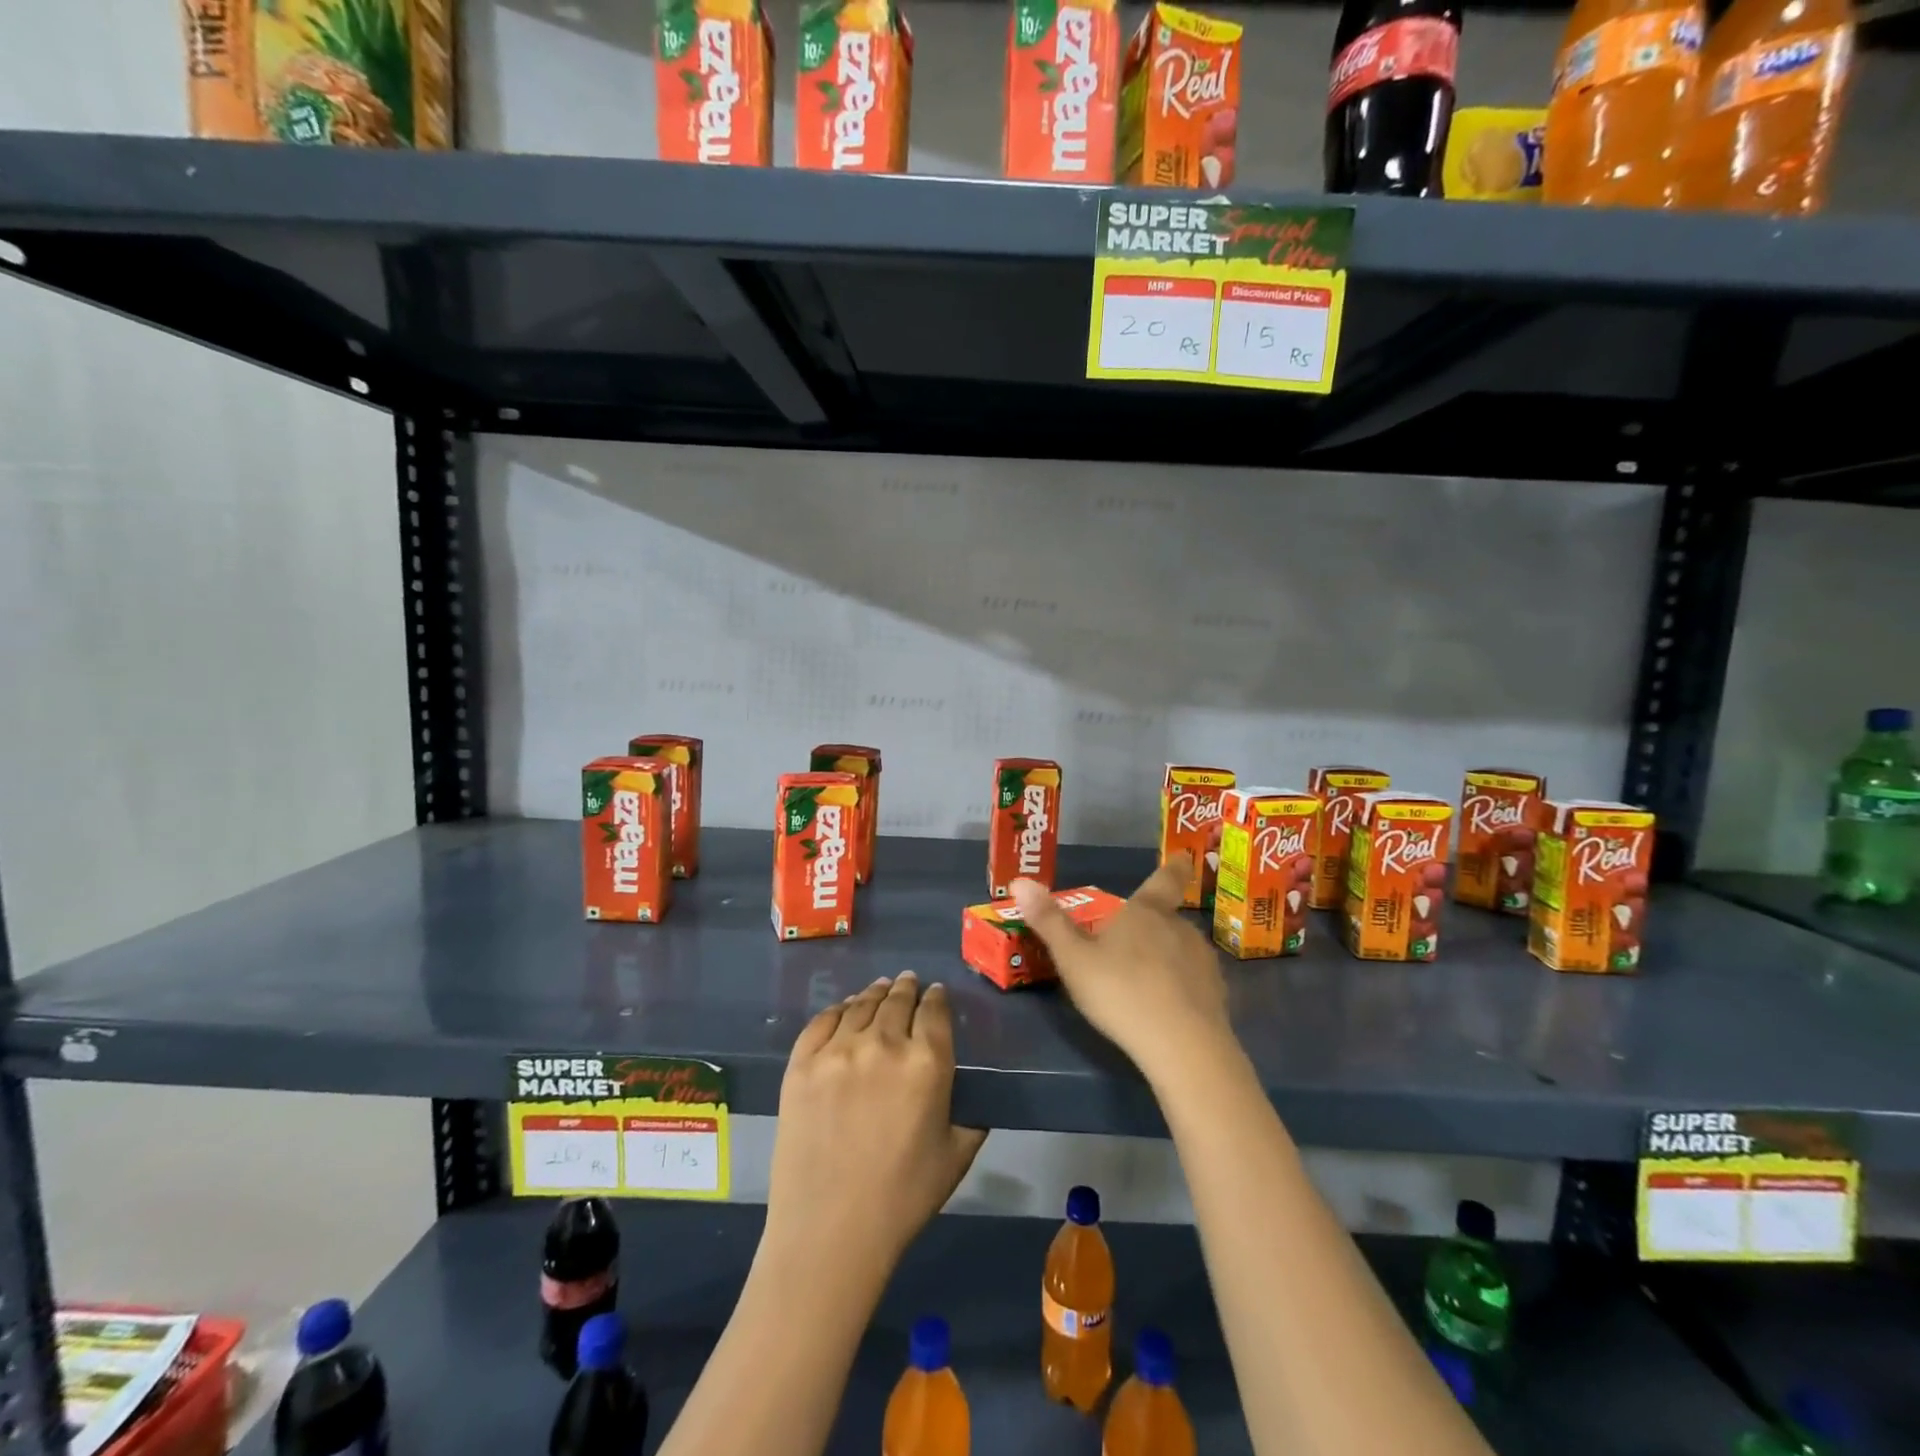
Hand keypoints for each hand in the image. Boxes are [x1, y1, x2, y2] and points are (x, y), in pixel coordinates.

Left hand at [763, 972, 987, 1277]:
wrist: (829, 1231)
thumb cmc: (903, 1198)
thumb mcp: (956, 1154)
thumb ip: (971, 1113)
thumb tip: (975, 1091)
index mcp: (927, 1063)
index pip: (935, 1011)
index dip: (937, 997)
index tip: (936, 992)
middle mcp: (883, 1043)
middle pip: (898, 1000)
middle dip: (907, 988)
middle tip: (908, 982)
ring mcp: (837, 1050)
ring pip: (861, 1004)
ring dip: (875, 992)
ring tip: (880, 988)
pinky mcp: (801, 1063)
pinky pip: (822, 1020)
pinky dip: (838, 1009)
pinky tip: (844, 1009)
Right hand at [1011, 854, 1234, 1084]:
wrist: (1182, 1045)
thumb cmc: (1120, 991)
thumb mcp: (1073, 958)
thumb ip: (1049, 921)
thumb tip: (1020, 880)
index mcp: (1146, 911)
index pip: (1166, 878)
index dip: (1175, 867)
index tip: (1185, 857)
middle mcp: (1180, 927)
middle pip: (1166, 918)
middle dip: (1150, 928)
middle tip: (1126, 946)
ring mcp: (1203, 961)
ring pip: (1181, 950)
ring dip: (1166, 958)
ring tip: (1142, 981)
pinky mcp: (1216, 995)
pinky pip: (1194, 982)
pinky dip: (1180, 988)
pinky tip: (1164, 1009)